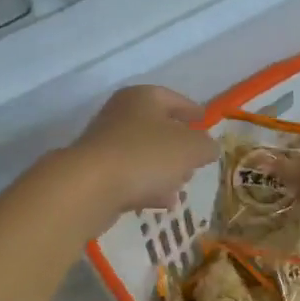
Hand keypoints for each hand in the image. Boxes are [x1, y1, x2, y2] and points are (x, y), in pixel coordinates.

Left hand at [62, 85, 217, 229]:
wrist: (91, 187)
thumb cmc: (147, 155)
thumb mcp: (191, 148)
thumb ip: (206, 146)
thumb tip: (208, 147)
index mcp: (143, 98)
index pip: (173, 98)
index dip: (192, 110)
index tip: (205, 121)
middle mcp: (121, 115)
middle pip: (157, 127)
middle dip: (179, 144)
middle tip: (196, 158)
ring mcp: (106, 145)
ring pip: (144, 154)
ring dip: (164, 168)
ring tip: (182, 185)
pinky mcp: (97, 173)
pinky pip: (130, 176)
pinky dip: (148, 186)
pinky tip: (163, 202)